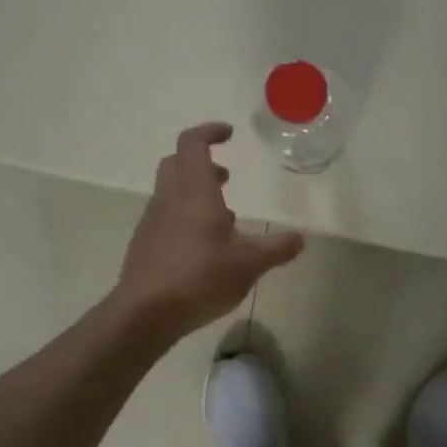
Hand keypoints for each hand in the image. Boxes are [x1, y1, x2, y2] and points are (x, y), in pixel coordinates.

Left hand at [115, 123, 305, 340]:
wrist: (145, 314)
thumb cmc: (200, 276)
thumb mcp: (249, 263)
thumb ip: (276, 248)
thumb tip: (300, 238)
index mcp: (193, 191)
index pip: (192, 143)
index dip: (209, 132)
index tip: (229, 134)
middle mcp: (168, 199)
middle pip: (177, 163)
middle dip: (201, 163)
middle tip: (226, 176)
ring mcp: (152, 222)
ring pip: (170, 191)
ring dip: (194, 193)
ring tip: (223, 216)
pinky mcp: (145, 245)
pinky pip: (165, 218)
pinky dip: (184, 218)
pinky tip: (204, 247)